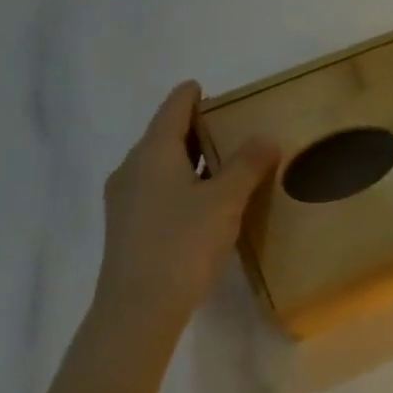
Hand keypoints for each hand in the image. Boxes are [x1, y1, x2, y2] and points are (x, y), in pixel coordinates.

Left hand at [94, 81, 276, 336]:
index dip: (189, 97)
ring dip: (188, 159)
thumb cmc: (183, 242)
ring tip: (223, 162)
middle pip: (163, 137)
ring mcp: (125, 200)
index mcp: (153, 153)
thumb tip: (267, 137)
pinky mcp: (128, 227)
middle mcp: (132, 170)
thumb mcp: (226, 200)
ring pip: (160, 166)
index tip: (203, 87)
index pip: (172, 111)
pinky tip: (204, 201)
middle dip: (193, 129)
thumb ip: (247, 165)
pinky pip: (158, 190)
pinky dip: (181, 183)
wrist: (139, 306)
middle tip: (228, 126)